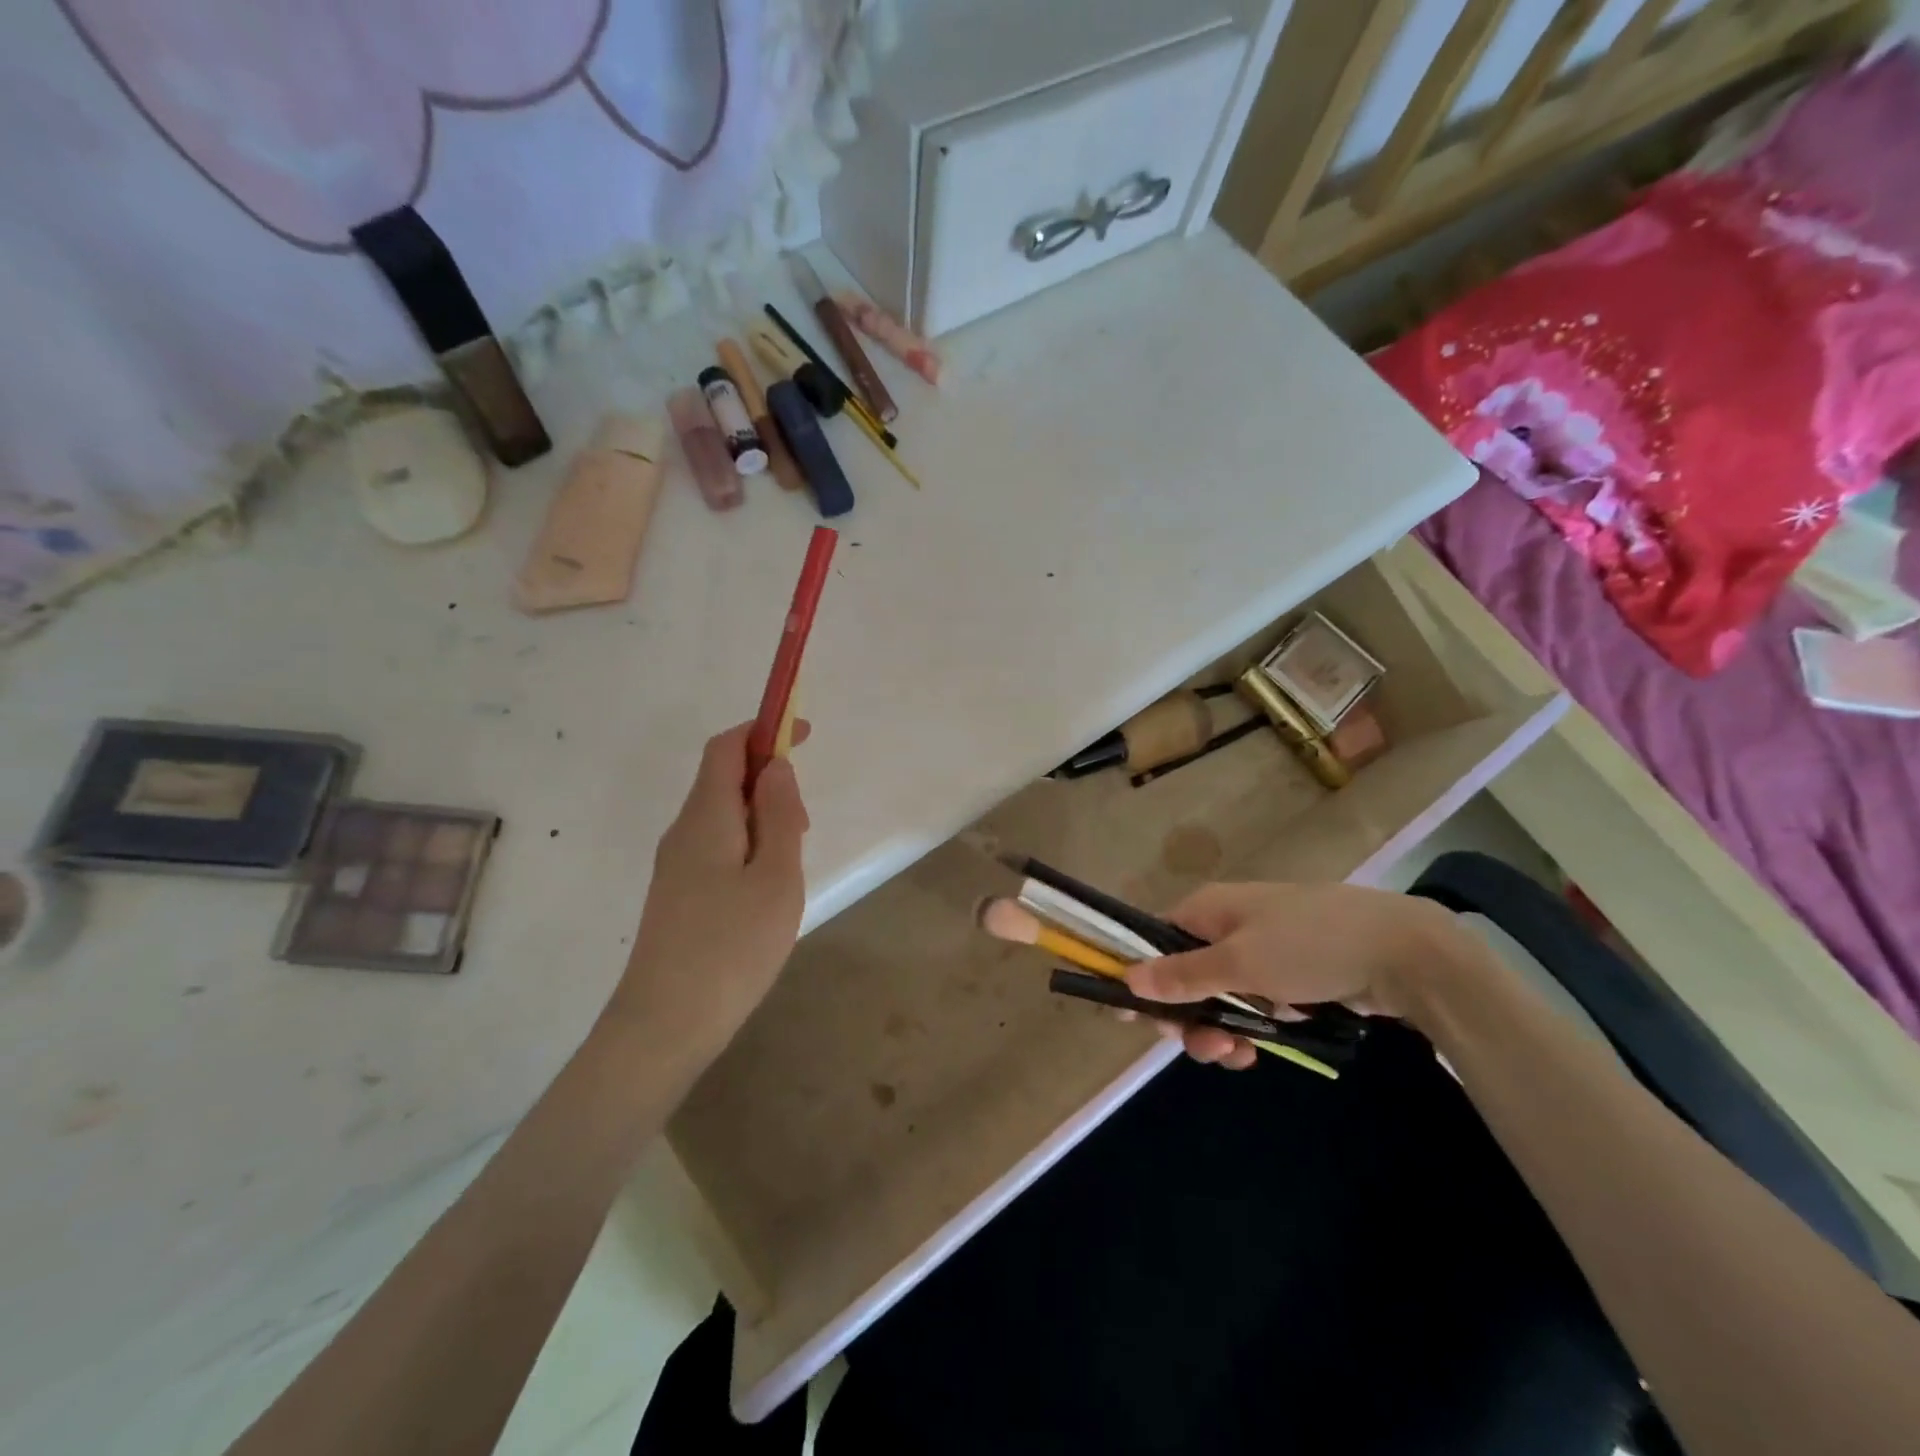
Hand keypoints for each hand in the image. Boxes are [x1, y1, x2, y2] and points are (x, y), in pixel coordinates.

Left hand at [605, 722, 810, 1062]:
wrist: (665, 1025)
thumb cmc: (731, 947)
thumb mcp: (776, 877)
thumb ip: (779, 816)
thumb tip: (776, 767)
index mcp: (706, 817)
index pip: (726, 748)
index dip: (763, 730)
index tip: (802, 734)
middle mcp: (683, 831)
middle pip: (723, 779)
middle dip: (769, 782)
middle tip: (804, 828)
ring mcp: (675, 865)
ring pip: (723, 816)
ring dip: (762, 817)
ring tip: (791, 864)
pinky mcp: (678, 894)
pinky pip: (716, 846)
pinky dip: (748, 844)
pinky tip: (766, 890)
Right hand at [1125, 881, 1471, 1070]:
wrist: (1402, 951)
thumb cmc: (1309, 946)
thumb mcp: (1240, 962)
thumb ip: (1183, 974)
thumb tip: (1127, 977)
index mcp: (1209, 909)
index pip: (1155, 941)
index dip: (1143, 977)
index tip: (1134, 1018)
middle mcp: (1228, 925)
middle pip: (1185, 974)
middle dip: (1187, 1015)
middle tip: (1200, 1046)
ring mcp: (1262, 950)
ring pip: (1219, 996)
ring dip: (1218, 1029)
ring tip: (1235, 1056)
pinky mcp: (1291, 976)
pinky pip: (1253, 1005)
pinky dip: (1250, 1029)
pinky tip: (1257, 1052)